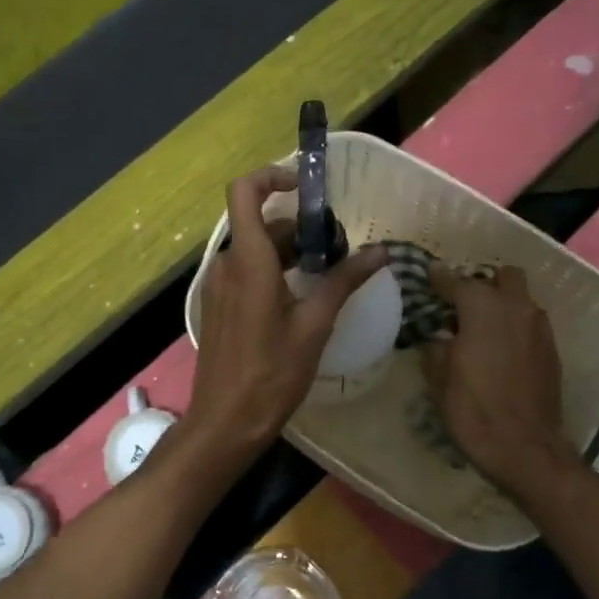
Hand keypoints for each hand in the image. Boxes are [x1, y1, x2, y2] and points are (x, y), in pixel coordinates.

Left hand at [183, 167, 386, 456]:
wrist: (225, 421)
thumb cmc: (271, 374)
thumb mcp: (315, 326)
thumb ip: (343, 282)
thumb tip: (380, 253)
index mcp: (249, 261)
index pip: (244, 192)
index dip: (271, 177)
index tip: (305, 188)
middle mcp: (227, 264)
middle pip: (260, 223)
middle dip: (299, 227)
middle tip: (336, 249)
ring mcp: (219, 286)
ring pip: (255, 249)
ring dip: (289, 252)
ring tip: (326, 275)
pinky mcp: (218, 305)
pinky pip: (246, 272)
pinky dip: (273, 271)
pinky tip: (301, 298)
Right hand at [420, 265, 574, 496]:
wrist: (525, 448)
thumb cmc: (473, 409)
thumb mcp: (439, 377)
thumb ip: (436, 345)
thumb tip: (438, 335)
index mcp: (483, 308)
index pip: (456, 281)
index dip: (439, 278)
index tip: (428, 276)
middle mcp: (516, 308)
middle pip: (503, 276)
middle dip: (483, 284)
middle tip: (463, 306)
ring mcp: (540, 328)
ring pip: (521, 299)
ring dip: (502, 304)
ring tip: (481, 328)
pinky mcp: (552, 350)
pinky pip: (530, 323)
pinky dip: (514, 326)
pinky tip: (499, 349)